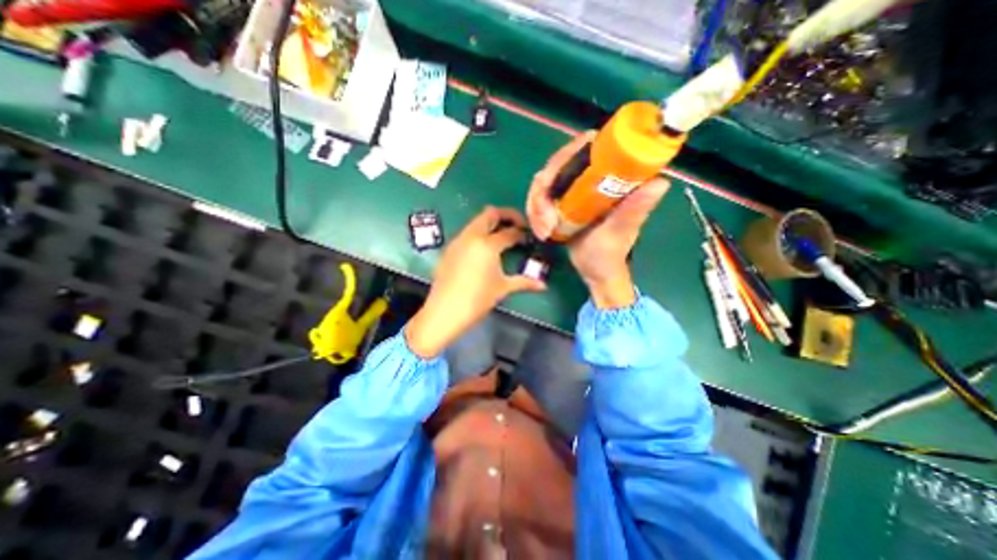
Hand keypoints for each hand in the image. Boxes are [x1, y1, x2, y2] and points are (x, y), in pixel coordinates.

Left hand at [404, 205, 544, 357]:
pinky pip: (467, 232)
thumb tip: (543, 285)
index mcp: (488, 244)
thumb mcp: (502, 289)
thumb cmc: (477, 300)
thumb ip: (524, 282)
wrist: (444, 311)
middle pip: (490, 213)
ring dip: (491, 223)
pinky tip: (483, 250)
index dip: (522, 233)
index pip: (510, 232)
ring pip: (477, 221)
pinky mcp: (450, 249)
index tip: (528, 237)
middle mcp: (472, 236)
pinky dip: (479, 233)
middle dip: (506, 216)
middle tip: (517, 226)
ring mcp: (458, 241)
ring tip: (502, 237)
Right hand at [529, 131, 667, 309]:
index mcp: (609, 178)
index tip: (551, 180)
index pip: (586, 150)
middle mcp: (589, 178)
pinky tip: (541, 232)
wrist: (595, 272)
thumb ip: (634, 210)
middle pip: (555, 166)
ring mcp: (572, 191)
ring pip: (542, 184)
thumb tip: (660, 182)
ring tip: (544, 232)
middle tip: (546, 222)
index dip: (565, 155)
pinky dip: (535, 215)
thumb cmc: (610, 254)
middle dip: (543, 194)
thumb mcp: (621, 232)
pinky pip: (539, 200)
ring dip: (536, 208)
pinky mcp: (560, 204)